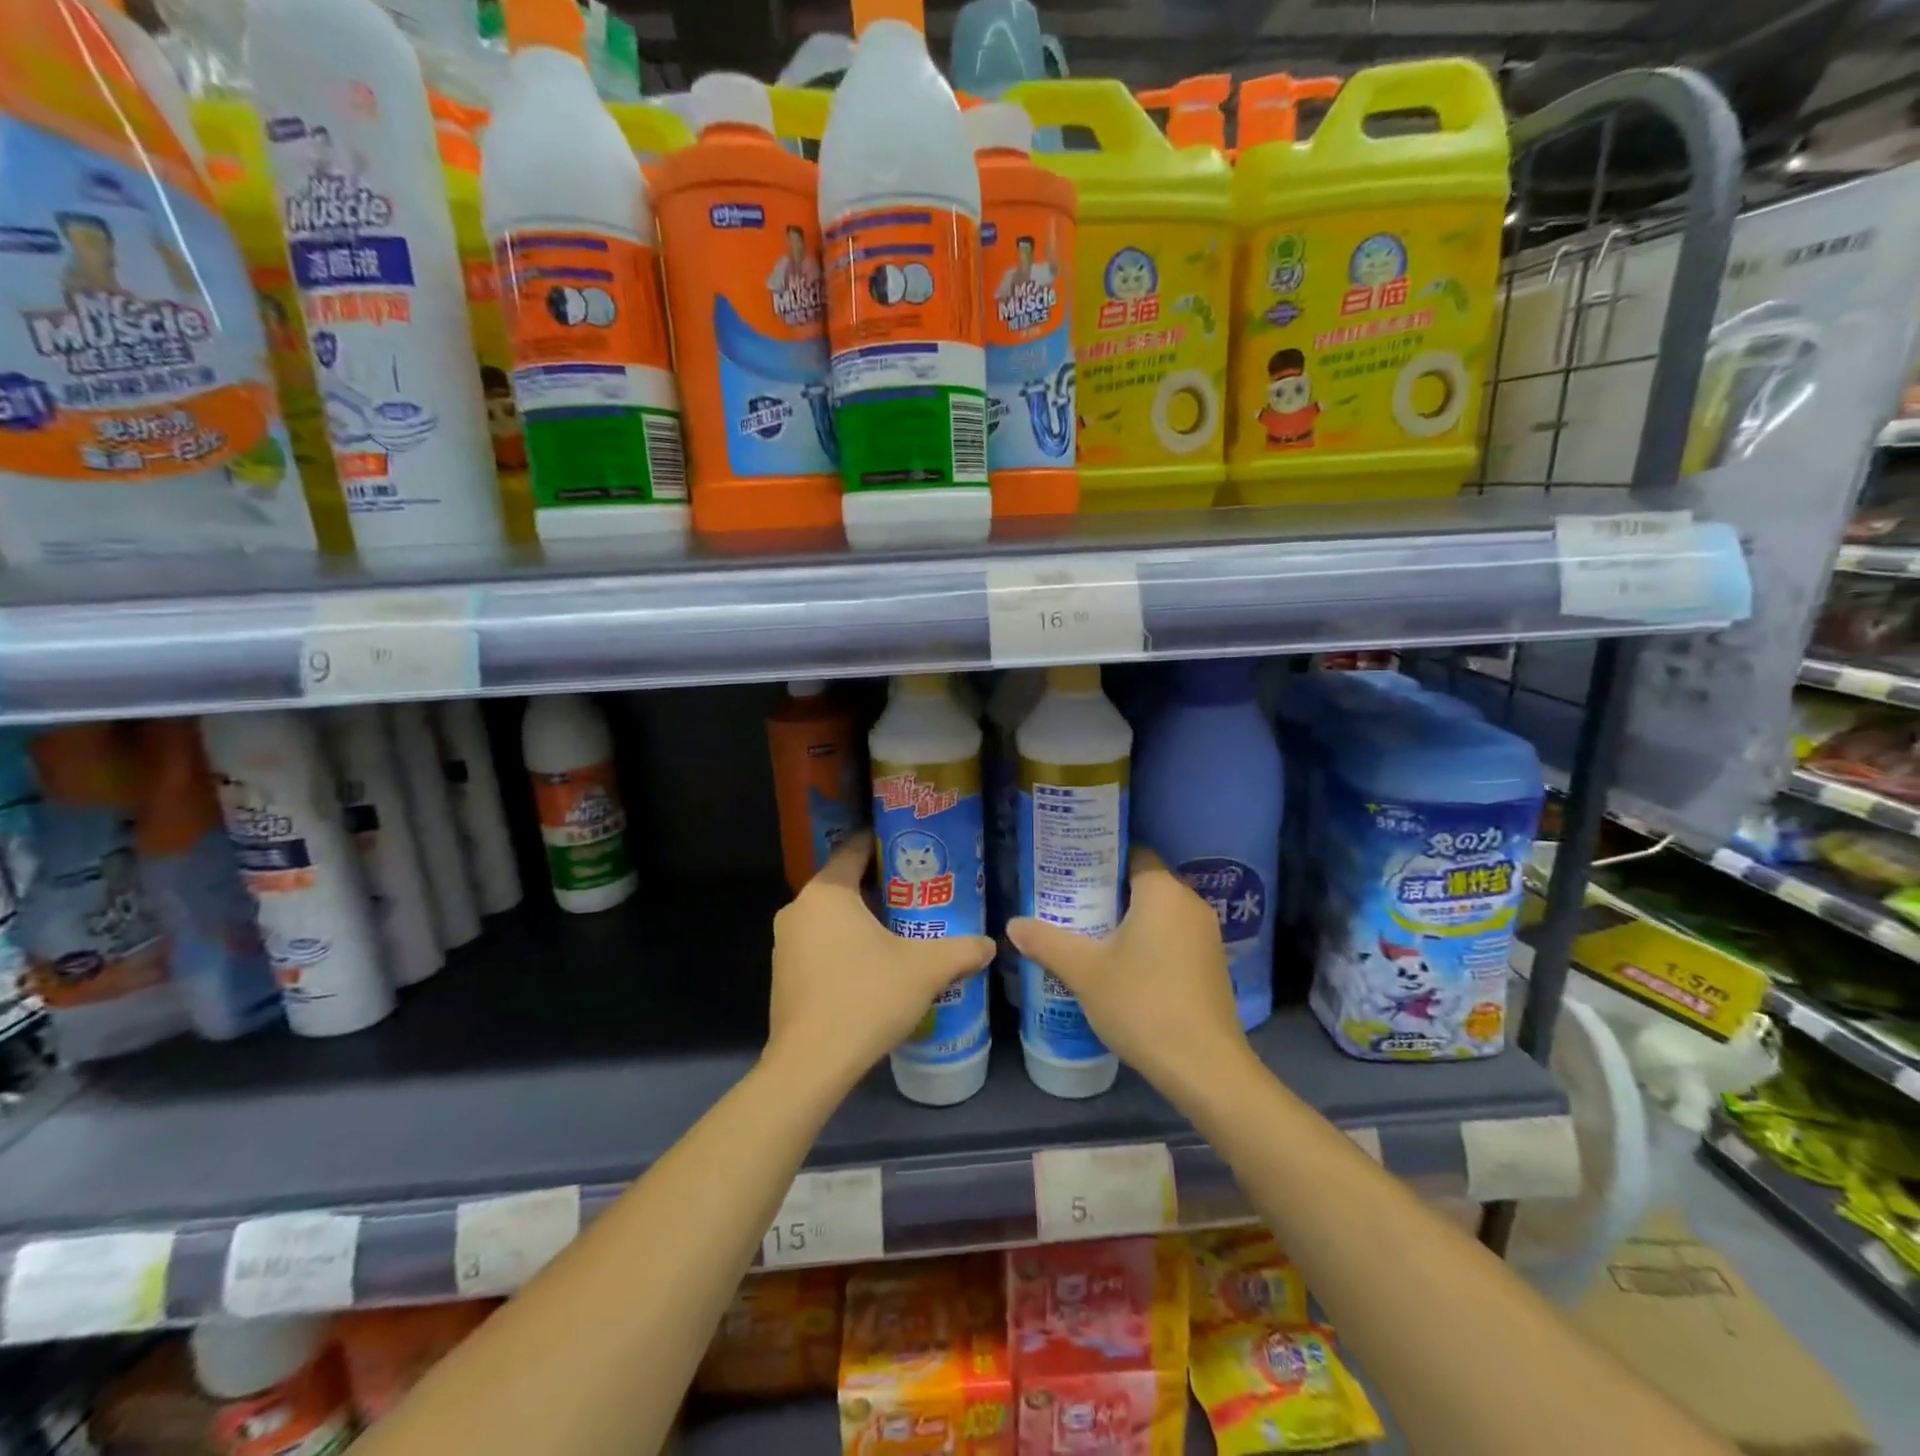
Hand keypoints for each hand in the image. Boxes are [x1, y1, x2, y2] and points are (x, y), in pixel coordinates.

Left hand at [767, 832, 994, 1091]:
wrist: (811, 1065)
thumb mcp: (925, 970)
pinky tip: (871, 967)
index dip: (884, 843)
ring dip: (861, 919)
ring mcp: (785, 944)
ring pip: (830, 917)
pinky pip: (819, 945)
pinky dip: (844, 946)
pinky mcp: (783, 975)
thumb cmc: (867, 998)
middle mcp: (799, 909)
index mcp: (827, 893)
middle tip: (918, 892)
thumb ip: (961, 950)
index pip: (854, 849)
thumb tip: (989, 944)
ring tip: (900, 930)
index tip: (912, 849)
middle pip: (843, 884)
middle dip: (880, 886)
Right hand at [1008, 848, 1252, 1092]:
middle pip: (1144, 883)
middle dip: (1107, 892)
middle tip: (1070, 905)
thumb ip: (1047, 942)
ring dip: (1128, 920)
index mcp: (1163, 892)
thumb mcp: (1084, 972)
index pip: (1132, 854)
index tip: (1070, 873)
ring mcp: (1206, 936)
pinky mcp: (1211, 964)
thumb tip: (1012, 925)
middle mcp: (1190, 904)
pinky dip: (1149, 941)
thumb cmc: (1142, 1004)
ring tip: (1088, 934)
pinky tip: (1123, 966)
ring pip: (1159, 913)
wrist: (1204, 1068)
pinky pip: (1173, 936)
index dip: (1100, 860)